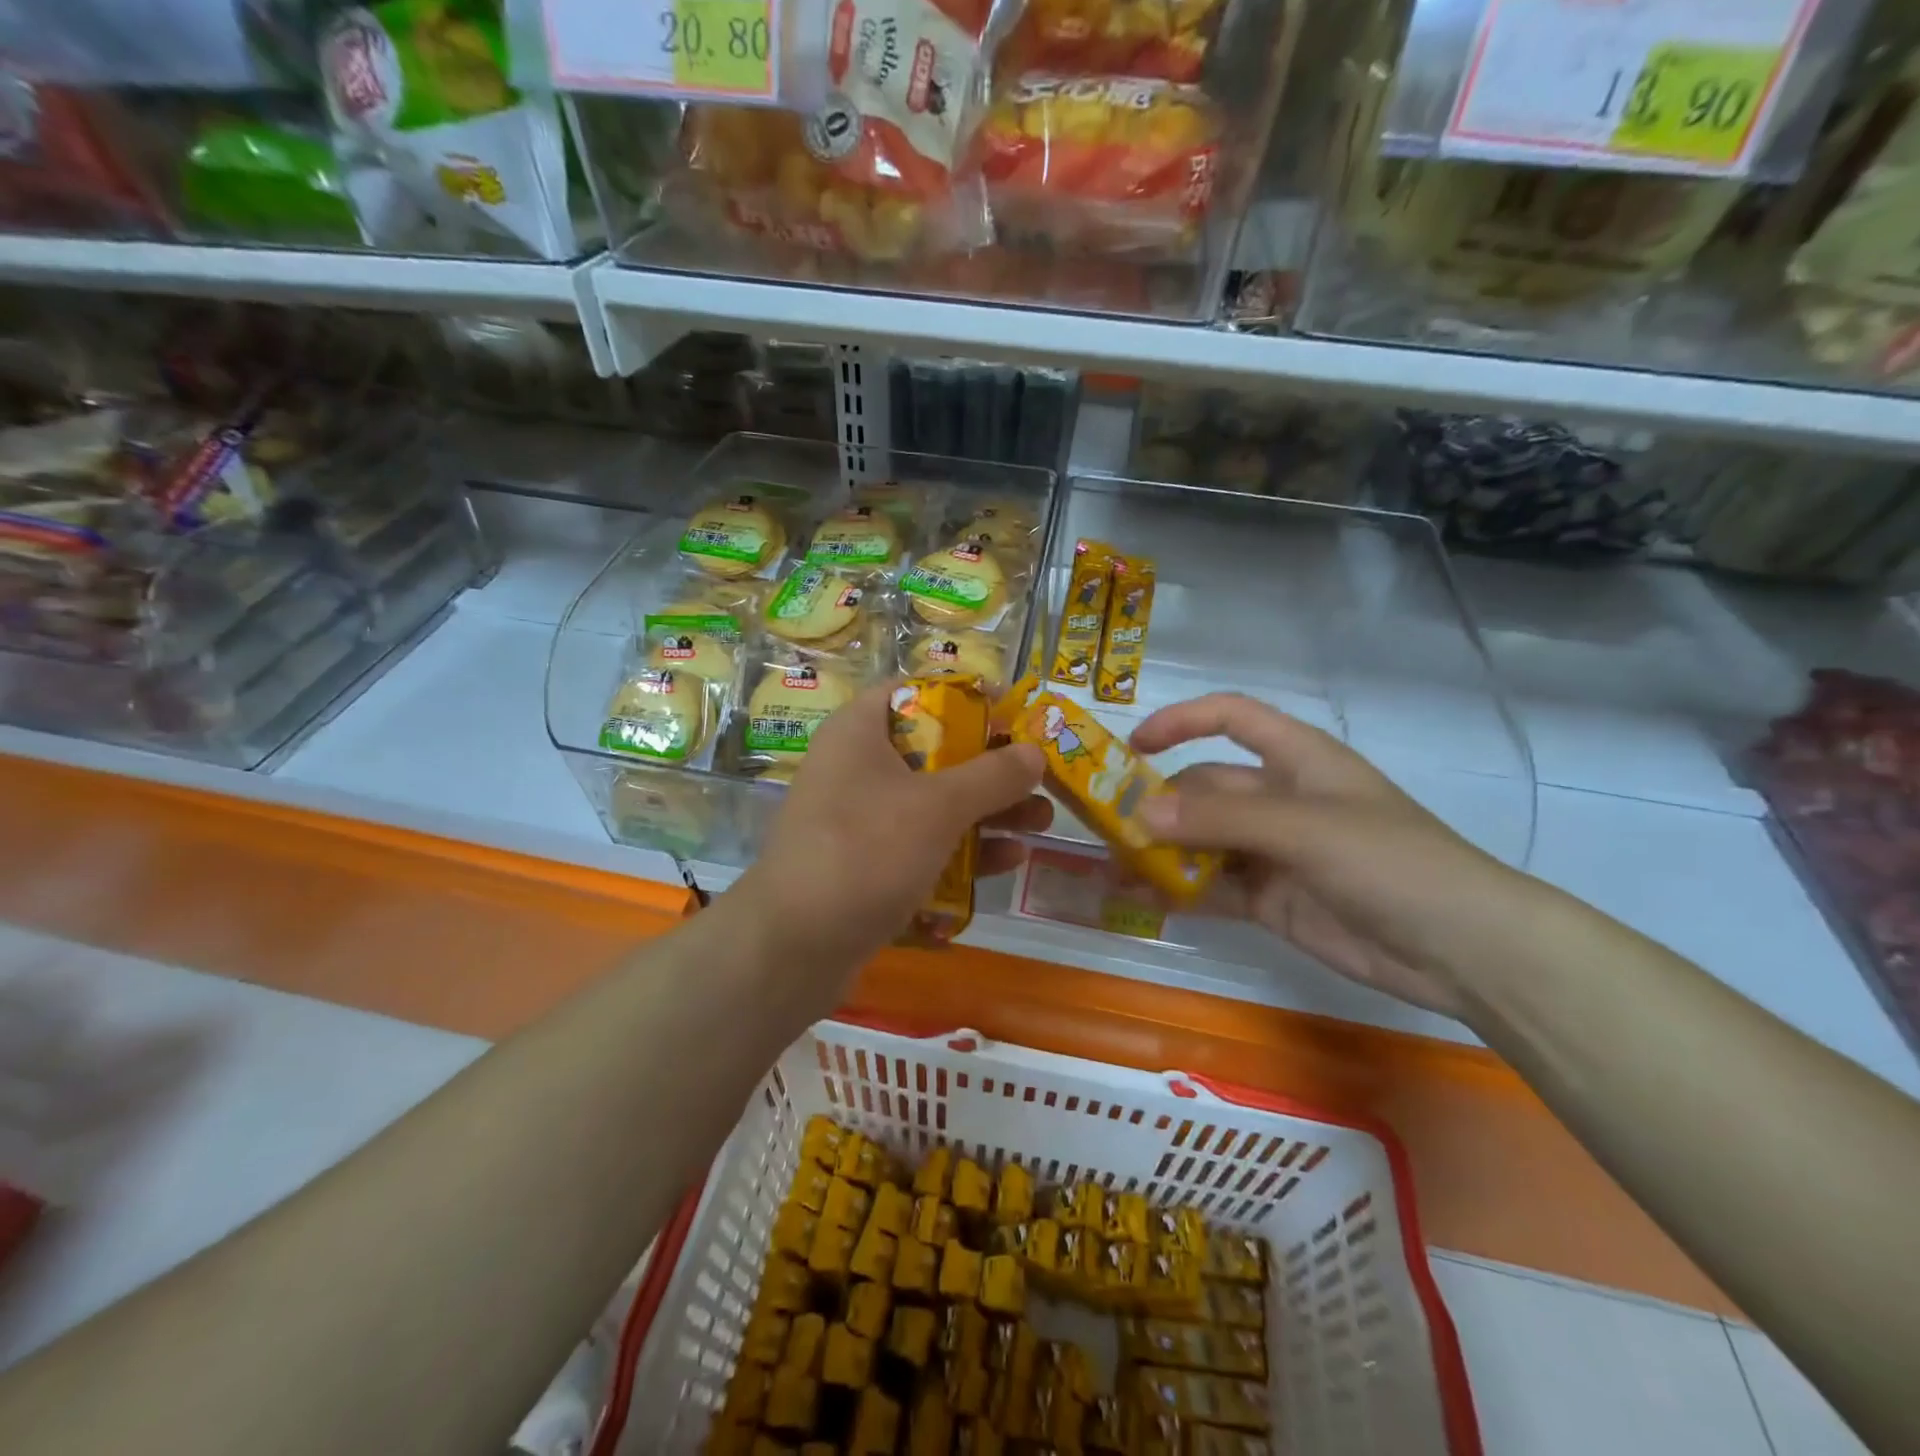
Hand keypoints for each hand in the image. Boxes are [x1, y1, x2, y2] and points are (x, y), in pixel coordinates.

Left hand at [741, 683, 1050, 981]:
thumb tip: (1034, 752)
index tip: (1011, 714)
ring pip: (933, 804)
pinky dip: (960, 851)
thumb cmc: (866, 852)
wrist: (793, 946)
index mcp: (859, 733)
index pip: (914, 692)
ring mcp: (859, 821)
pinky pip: (921, 846)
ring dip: (986, 813)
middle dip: (991, 768)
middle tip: (1039, 779)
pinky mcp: (866, 866)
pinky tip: (1006, 862)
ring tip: (1041, 824)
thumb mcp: (938, 807)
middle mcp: (856, 769)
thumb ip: (992, 776)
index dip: (965, 697)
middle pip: (934, 752)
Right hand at [1131, 693, 1535, 1016]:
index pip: (1231, 718)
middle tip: (1109, 828)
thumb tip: (1141, 813)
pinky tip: (1144, 899)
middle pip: (1206, 787)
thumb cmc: (1390, 862)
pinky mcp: (1272, 899)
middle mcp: (1281, 799)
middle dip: (1159, 804)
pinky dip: (1180, 891)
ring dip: (1162, 851)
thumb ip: (1221, 818)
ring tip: (1114, 867)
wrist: (1462, 950)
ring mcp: (1275, 851)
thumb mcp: (1304, 828)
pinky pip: (1214, 886)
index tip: (1132, 746)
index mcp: (1297, 760)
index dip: (1182, 721)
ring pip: (1204, 841)